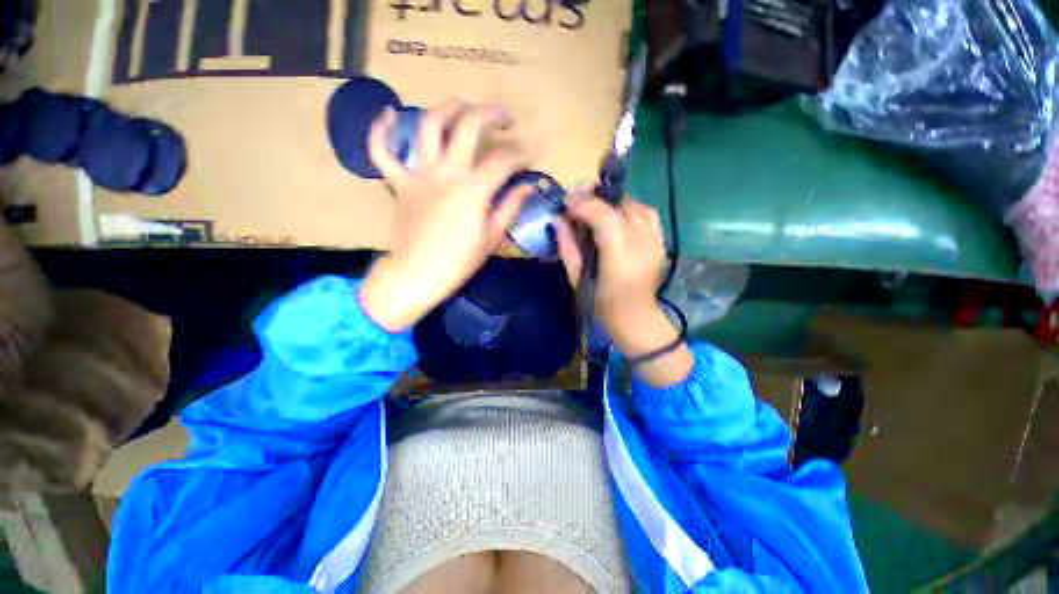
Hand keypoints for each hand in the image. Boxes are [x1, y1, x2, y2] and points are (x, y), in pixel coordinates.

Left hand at [359, 102, 531, 331]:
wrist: (417, 276)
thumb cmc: (459, 263)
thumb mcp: (492, 239)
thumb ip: (511, 208)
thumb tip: (529, 186)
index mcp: (473, 191)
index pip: (503, 161)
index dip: (521, 155)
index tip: (531, 158)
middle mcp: (446, 173)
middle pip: (469, 127)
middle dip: (492, 115)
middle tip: (505, 118)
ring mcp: (419, 175)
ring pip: (428, 126)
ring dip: (447, 109)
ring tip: (462, 106)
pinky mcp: (399, 184)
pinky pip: (381, 151)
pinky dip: (381, 130)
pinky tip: (390, 114)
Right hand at [556, 195, 693, 385]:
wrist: (635, 317)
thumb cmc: (601, 304)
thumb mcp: (577, 279)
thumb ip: (568, 248)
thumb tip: (558, 221)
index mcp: (619, 257)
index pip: (604, 217)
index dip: (584, 204)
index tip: (566, 201)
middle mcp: (642, 243)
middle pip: (620, 206)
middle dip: (595, 198)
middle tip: (576, 202)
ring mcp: (655, 241)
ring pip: (635, 205)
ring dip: (612, 202)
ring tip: (596, 208)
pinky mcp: (661, 241)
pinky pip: (648, 213)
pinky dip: (630, 208)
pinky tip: (618, 216)